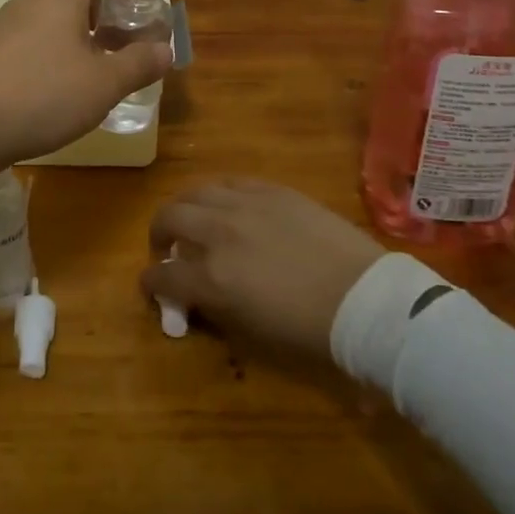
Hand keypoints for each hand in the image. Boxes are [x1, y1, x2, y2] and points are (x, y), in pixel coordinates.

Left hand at [0, 0, 172, 207]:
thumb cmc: (41, 94)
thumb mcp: (103, 84)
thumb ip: (138, 64)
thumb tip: (164, 50)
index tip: (132, 6)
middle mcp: (29, 4)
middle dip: (103, 15)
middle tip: (122, 49)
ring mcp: (5, 30)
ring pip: (51, 21)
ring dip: (80, 40)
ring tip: (97, 79)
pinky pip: (32, 44)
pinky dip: (54, 57)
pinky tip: (61, 97)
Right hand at [141, 181, 384, 361]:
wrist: (363, 298)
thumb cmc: (309, 331)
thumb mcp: (251, 332)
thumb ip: (215, 307)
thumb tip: (196, 295)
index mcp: (212, 277)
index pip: (162, 275)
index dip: (151, 282)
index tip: (152, 285)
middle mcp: (218, 232)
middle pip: (169, 217)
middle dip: (159, 233)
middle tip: (167, 247)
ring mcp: (244, 204)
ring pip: (196, 191)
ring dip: (185, 207)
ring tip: (193, 219)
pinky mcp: (270, 188)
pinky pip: (231, 182)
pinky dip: (219, 194)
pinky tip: (227, 205)